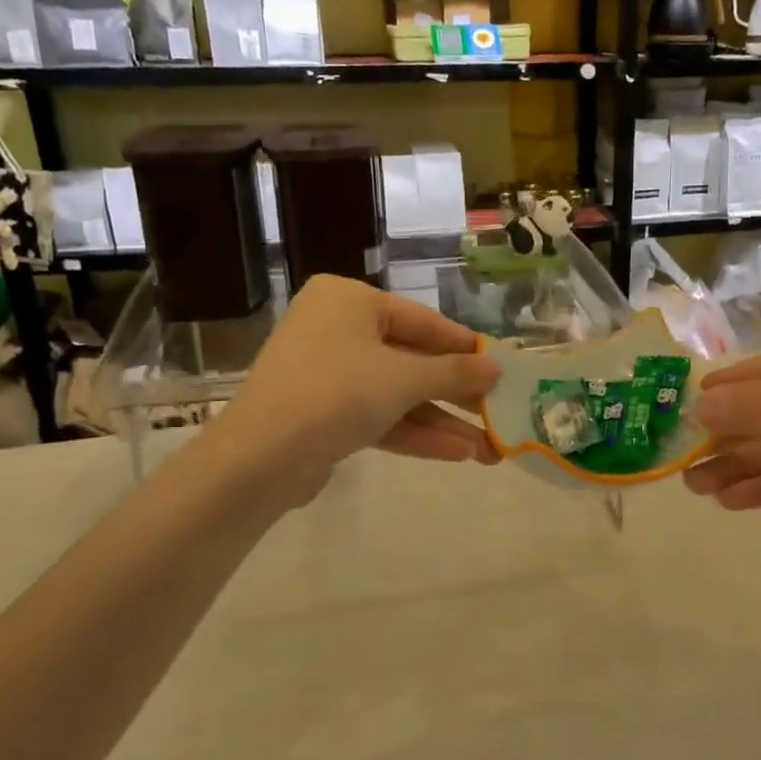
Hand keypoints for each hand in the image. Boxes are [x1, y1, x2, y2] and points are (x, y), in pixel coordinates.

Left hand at [211, 276, 499, 502]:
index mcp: (349, 300)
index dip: (465, 348)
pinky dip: (413, 432)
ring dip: (441, 421)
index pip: (423, 321)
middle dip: (456, 395)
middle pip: (411, 359)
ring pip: (397, 393)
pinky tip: (457, 454)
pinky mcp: (322, 412)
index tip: (501, 368)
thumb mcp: (403, 378)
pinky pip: (377, 414)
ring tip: (488, 449)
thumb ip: (454, 372)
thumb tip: (496, 368)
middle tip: (498, 413)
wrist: (258, 459)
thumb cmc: (336, 393)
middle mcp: (337, 328)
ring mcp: (327, 372)